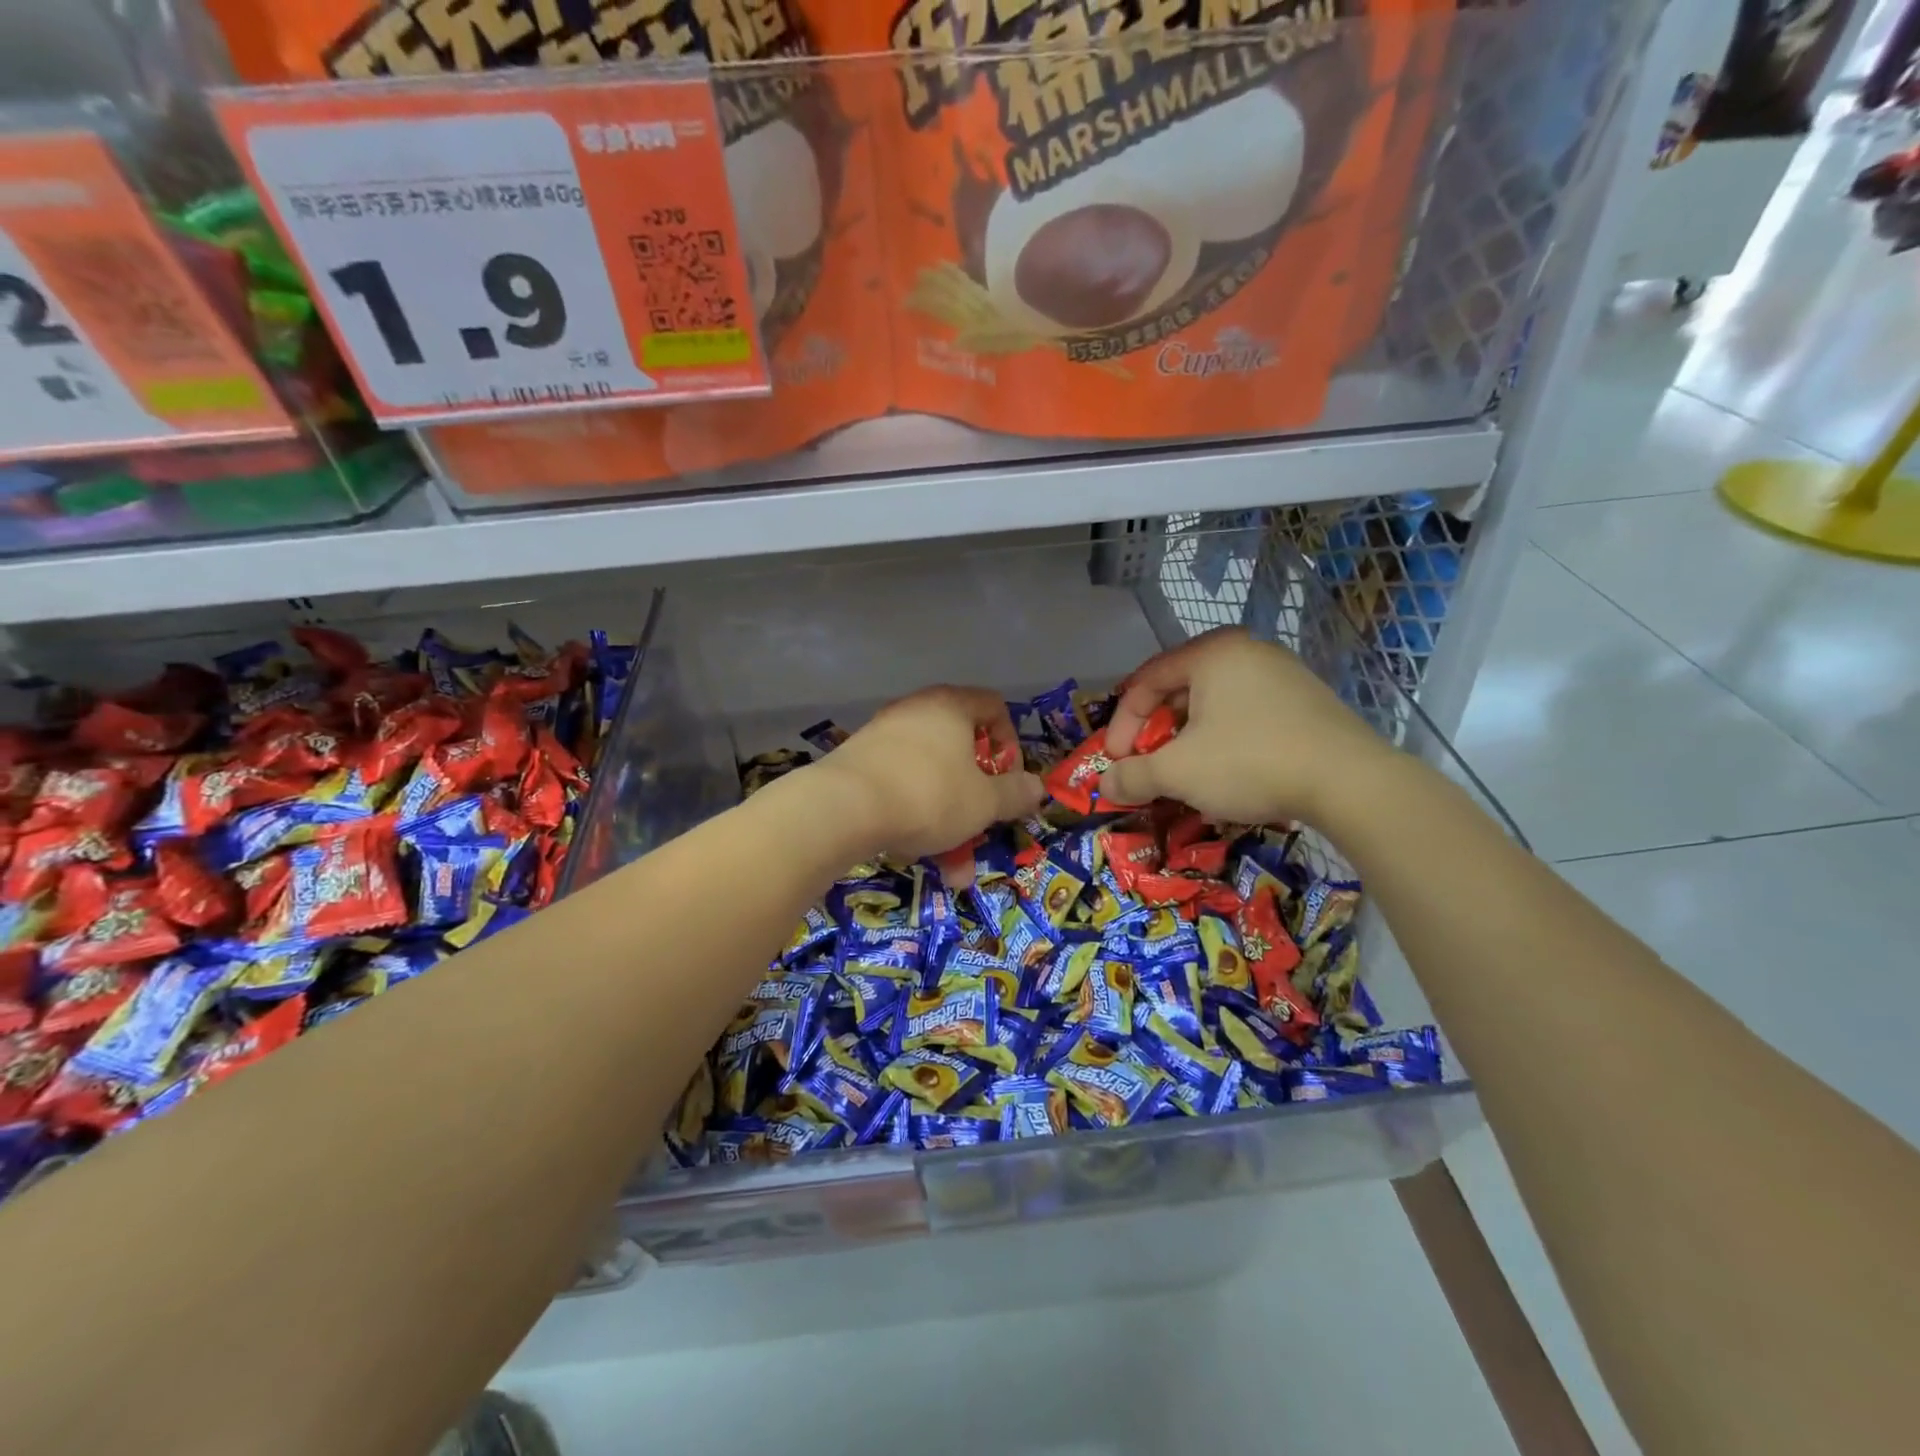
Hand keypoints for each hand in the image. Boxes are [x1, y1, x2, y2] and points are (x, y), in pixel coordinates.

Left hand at [815, 686, 1043, 872]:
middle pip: (961, 751)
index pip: (993, 707)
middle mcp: (916, 712)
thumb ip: (1015, 794)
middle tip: (983, 829)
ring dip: (948, 823)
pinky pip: (900, 788)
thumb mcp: (984, 802)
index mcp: (951, 706)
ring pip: (931, 780)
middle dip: (977, 799)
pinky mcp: (858, 765)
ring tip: (953, 870)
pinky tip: (914, 854)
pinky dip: (914, 818)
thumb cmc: (929, 795)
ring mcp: (883, 737)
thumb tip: (1036, 788)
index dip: (1010, 744)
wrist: (841, 808)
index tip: (1009, 781)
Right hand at [1099, 629, 1391, 824]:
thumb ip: (1134, 775)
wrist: (1350, 782)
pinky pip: (1248, 716)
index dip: (1122, 724)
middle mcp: (1247, 652)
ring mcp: (1283, 674)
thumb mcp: (1179, 772)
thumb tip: (1105, 783)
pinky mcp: (1307, 702)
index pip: (1146, 681)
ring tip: (1185, 775)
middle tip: (1147, 767)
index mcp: (1212, 653)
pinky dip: (1224, 742)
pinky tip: (1228, 775)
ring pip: (1215, 706)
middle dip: (1155, 733)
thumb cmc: (1250, 762)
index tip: (1116, 761)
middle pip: (1180, 691)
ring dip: (1188, 741)